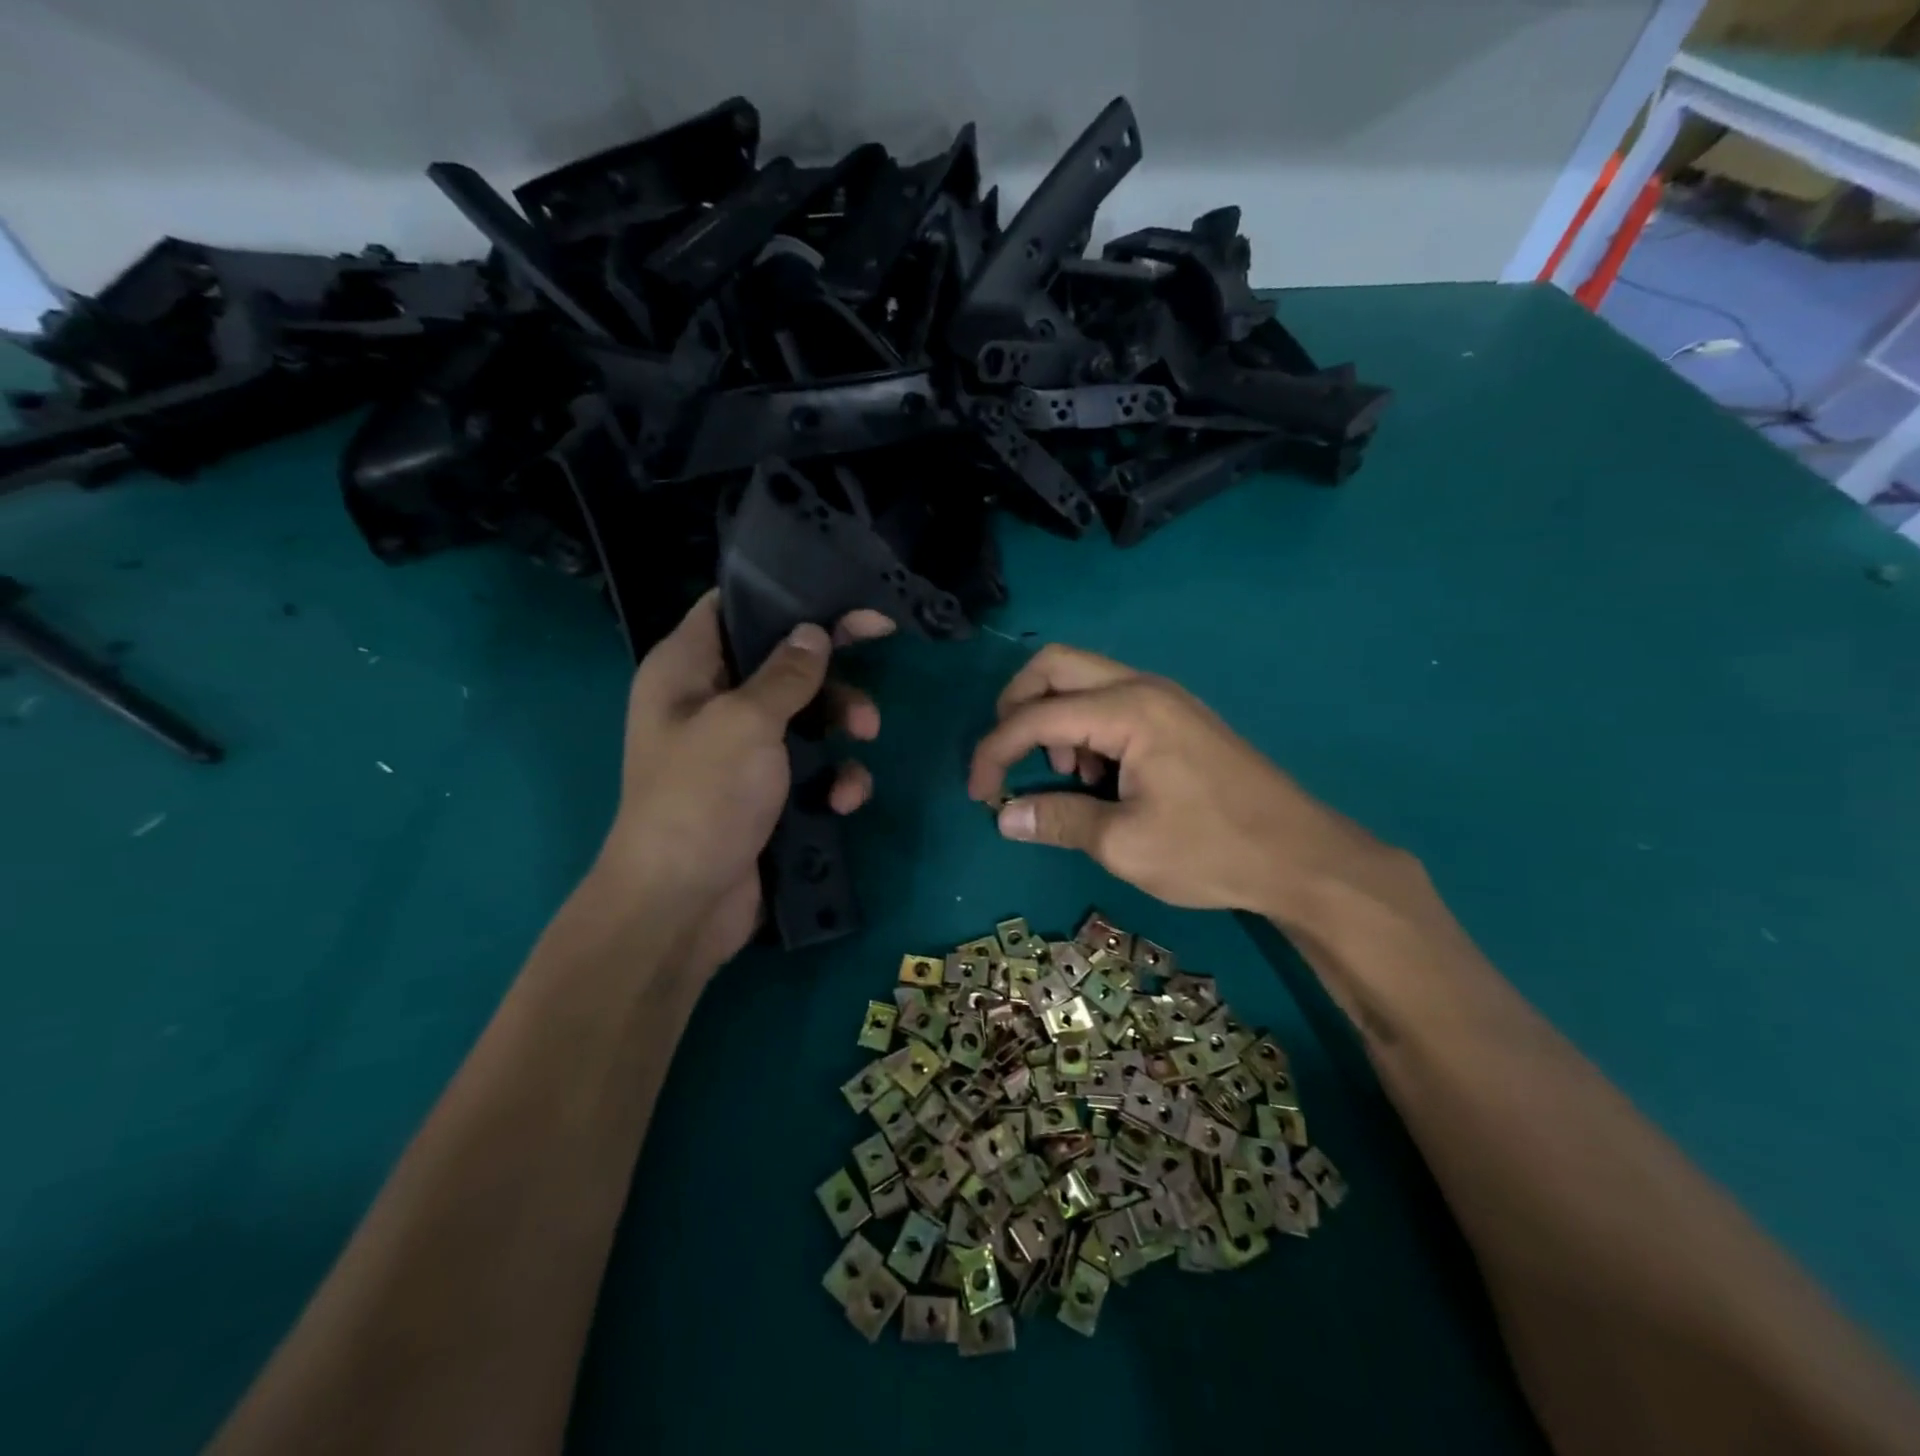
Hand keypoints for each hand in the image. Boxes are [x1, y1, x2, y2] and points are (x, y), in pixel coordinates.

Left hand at [595, 591, 889, 970]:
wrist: (682, 906)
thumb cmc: (702, 797)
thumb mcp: (746, 722)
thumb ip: (786, 673)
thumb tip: (813, 631)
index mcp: (686, 670)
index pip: (732, 608)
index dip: (787, 598)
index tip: (843, 599)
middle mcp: (710, 703)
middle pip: (781, 663)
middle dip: (830, 671)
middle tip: (875, 661)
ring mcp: (739, 752)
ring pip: (805, 716)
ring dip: (842, 723)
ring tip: (866, 737)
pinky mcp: (766, 794)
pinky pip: (810, 768)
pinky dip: (833, 777)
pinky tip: (844, 798)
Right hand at [967, 644, 1400, 923]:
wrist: (1301, 856)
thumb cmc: (1211, 850)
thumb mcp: (1123, 844)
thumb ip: (1057, 820)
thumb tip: (1003, 815)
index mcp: (1129, 709)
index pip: (1036, 715)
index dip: (994, 751)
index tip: (978, 794)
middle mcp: (1143, 687)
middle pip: (1054, 665)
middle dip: (1016, 706)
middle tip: (1009, 757)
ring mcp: (1164, 698)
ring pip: (1082, 680)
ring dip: (1053, 718)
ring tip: (1067, 777)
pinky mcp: (1175, 717)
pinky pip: (1110, 702)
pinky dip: (1085, 728)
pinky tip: (1101, 778)